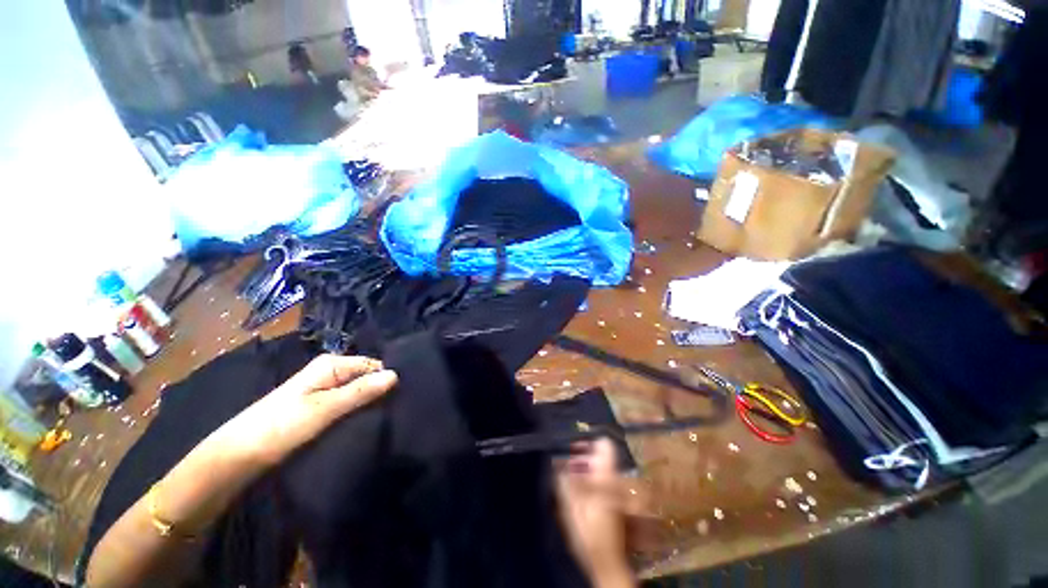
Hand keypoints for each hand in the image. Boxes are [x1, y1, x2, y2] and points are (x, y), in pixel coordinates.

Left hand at [210, 355, 397, 468]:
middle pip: (366, 377)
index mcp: (331, 364)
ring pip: (358, 391)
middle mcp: (329, 371)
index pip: (373, 364)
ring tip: (386, 417)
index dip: (387, 379)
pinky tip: (366, 421)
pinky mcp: (319, 406)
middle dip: (380, 391)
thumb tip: (396, 374)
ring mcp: (323, 388)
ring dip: (369, 402)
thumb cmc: (280, 428)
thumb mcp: (324, 409)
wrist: (237, 456)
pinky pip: (348, 403)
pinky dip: (357, 410)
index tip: (402, 397)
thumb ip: (360, 391)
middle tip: (396, 409)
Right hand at [556, 439, 634, 587]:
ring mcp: (616, 492)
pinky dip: (589, 482)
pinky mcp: (614, 502)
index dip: (588, 442)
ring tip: (568, 479)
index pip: (604, 445)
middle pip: (600, 457)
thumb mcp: (570, 505)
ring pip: (600, 470)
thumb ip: (564, 480)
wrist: (606, 563)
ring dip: (584, 470)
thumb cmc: (588, 532)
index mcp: (605, 476)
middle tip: (565, 466)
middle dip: (581, 458)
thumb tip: (557, 461)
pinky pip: (601, 483)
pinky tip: (577, 492)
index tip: (573, 448)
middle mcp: (614, 480)